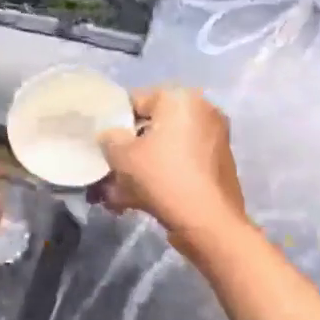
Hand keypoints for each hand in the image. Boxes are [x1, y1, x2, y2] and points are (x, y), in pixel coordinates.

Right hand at [96, 86, 247, 253]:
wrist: (208, 221)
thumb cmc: (162, 177)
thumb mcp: (122, 155)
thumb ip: (109, 138)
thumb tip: (111, 136)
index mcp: (181, 98)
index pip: (136, 100)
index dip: (113, 123)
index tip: (101, 145)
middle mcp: (202, 111)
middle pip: (152, 128)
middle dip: (128, 151)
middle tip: (108, 172)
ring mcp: (214, 139)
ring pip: (165, 150)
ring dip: (140, 169)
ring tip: (116, 195)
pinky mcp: (218, 166)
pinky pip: (180, 165)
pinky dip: (160, 177)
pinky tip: (137, 201)